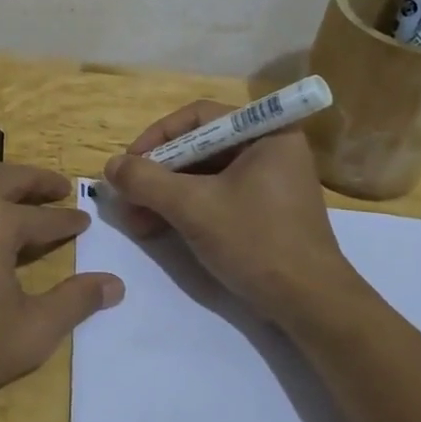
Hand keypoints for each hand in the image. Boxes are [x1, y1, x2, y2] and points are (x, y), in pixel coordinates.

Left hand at [0, 161, 123, 421]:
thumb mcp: (30, 333)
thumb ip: (75, 302)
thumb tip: (114, 284)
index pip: (44, 218)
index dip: (68, 221)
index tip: (83, 221)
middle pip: (7, 178)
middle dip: (38, 181)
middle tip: (59, 187)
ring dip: (2, 179)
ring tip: (19, 192)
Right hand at [101, 102, 354, 318]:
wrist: (310, 304)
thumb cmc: (256, 242)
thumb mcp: (193, 207)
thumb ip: (146, 181)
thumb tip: (110, 165)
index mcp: (266, 132)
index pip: (198, 117)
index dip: (157, 137)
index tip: (129, 164)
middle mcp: (270, 148)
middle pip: (199, 147)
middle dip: (158, 174)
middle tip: (126, 197)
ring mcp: (269, 181)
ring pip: (204, 175)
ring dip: (165, 195)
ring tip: (135, 221)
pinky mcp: (265, 210)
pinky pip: (216, 196)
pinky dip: (186, 209)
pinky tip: (157, 229)